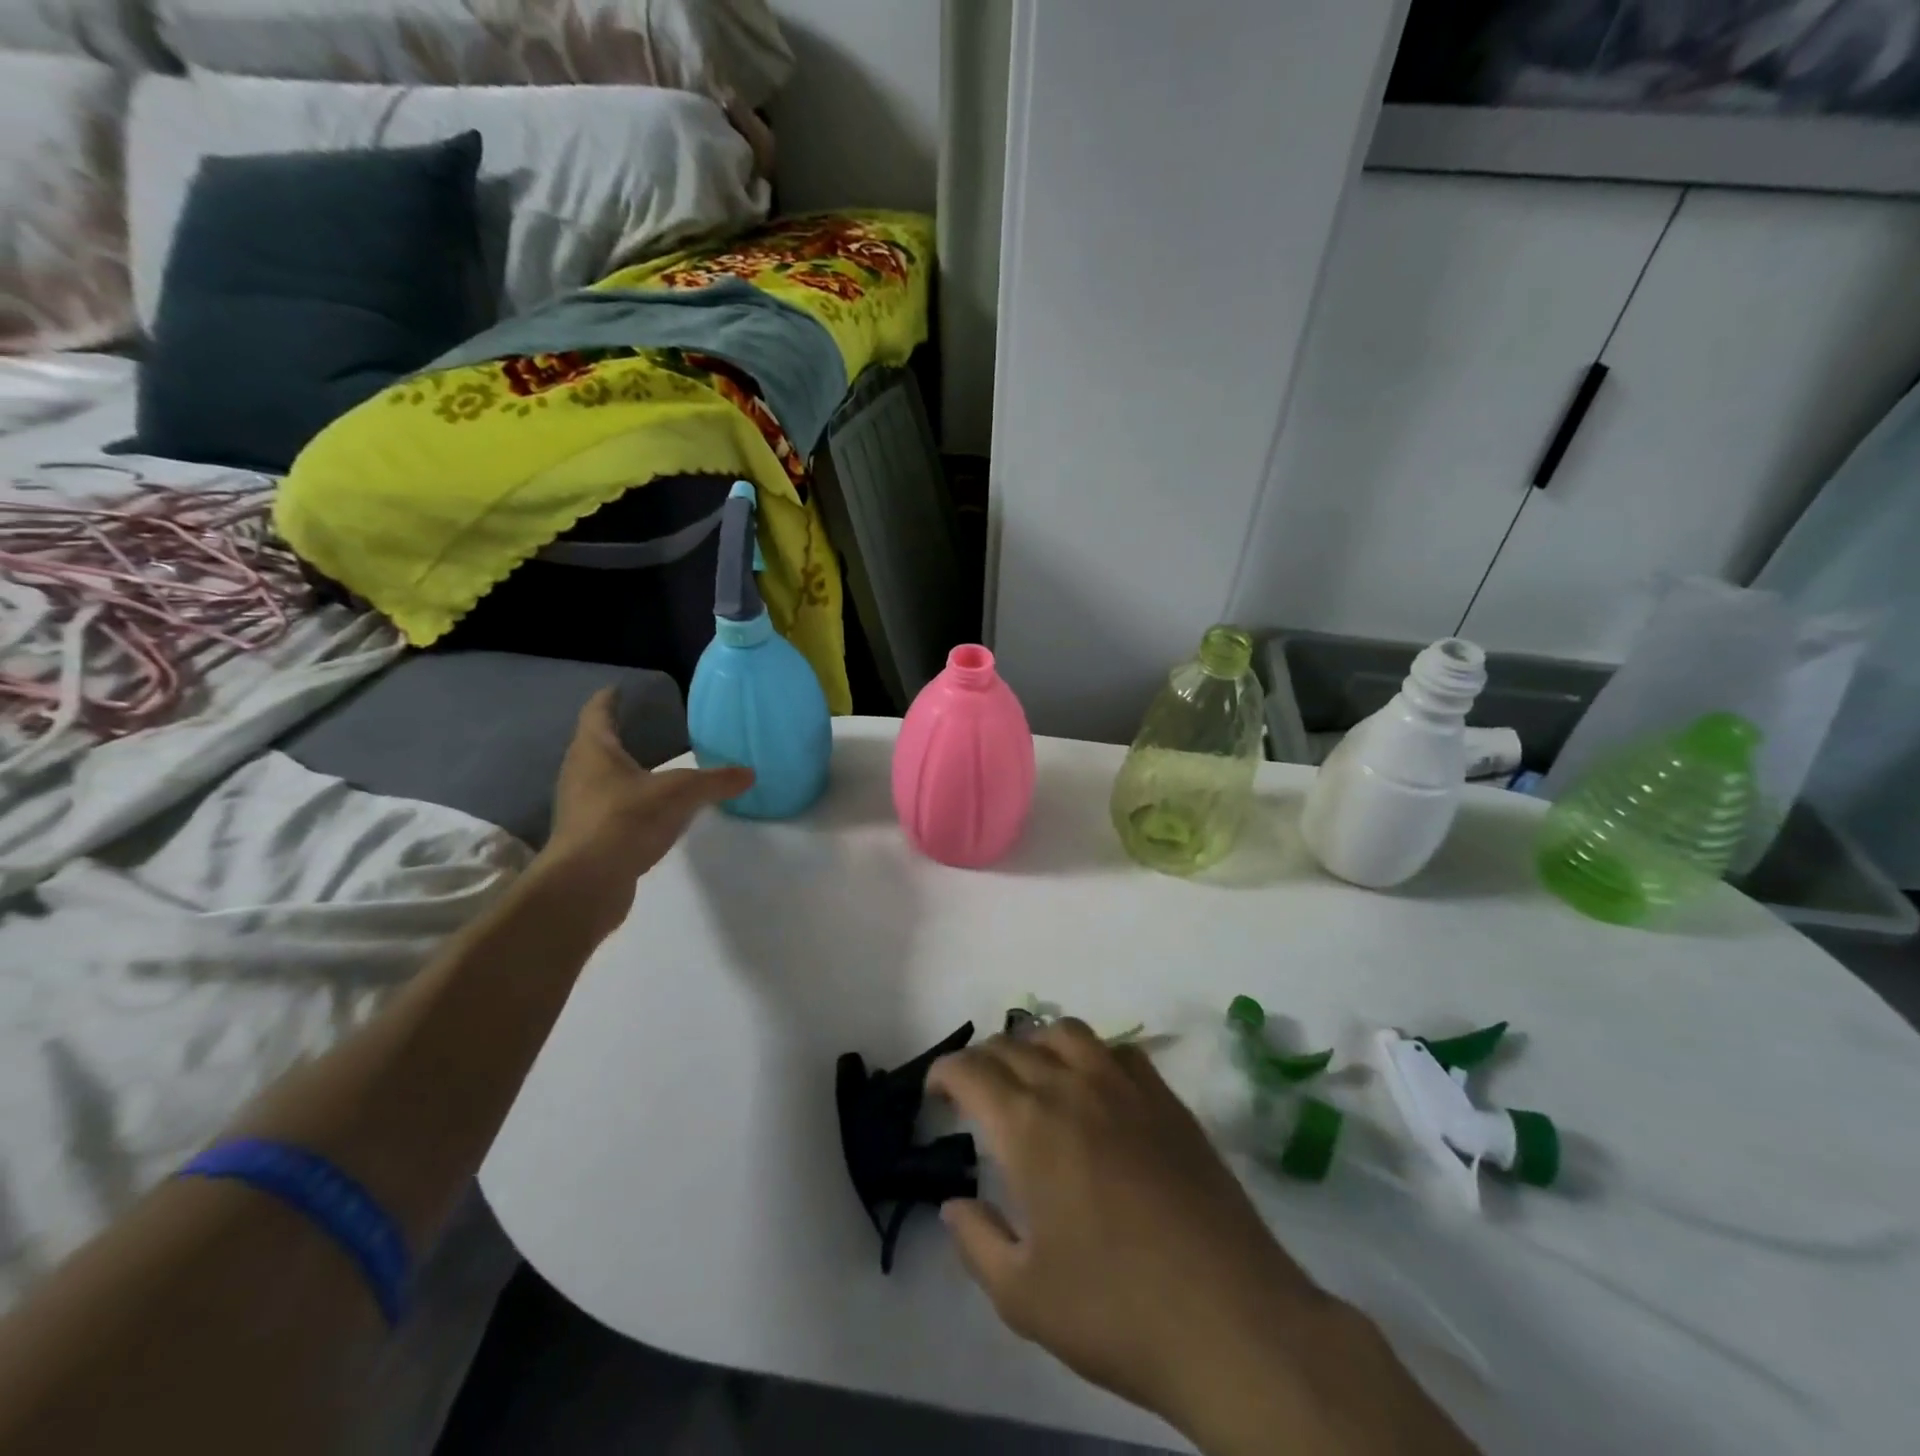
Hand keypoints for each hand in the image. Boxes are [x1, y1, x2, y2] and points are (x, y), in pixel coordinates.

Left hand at [539, 689, 752, 936]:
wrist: (586, 884)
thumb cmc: (626, 820)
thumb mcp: (681, 794)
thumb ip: (715, 781)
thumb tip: (749, 773)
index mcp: (594, 751)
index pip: (597, 713)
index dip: (609, 699)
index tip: (619, 689)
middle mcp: (580, 773)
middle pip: (595, 746)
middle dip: (617, 736)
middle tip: (645, 727)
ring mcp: (580, 808)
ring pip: (602, 780)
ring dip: (622, 773)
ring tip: (652, 769)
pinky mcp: (588, 838)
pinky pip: (610, 810)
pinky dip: (629, 804)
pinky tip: (652, 813)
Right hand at [928, 1023, 1471, 1455]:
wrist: (1230, 1318)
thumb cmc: (1115, 1310)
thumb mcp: (1023, 1296)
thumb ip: (976, 1241)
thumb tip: (954, 1202)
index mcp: (1029, 1126)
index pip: (973, 1071)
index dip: (946, 1072)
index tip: (936, 1091)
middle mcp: (1072, 1086)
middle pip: (1014, 1045)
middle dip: (984, 1059)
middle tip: (974, 1089)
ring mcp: (1125, 1086)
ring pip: (1067, 1032)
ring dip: (1036, 1042)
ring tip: (1030, 1073)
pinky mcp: (1166, 1099)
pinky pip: (1118, 1050)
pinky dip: (1091, 1054)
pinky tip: (1094, 1085)